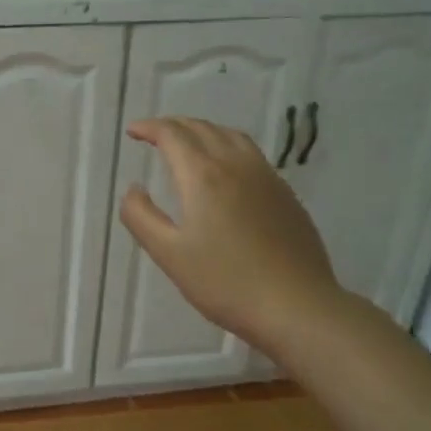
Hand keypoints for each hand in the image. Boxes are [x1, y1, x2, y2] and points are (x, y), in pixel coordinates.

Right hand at [119, 117, 344, 362]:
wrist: (297, 305)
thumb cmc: (225, 282)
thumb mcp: (169, 254)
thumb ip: (141, 217)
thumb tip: (133, 189)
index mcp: (203, 175)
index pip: (173, 135)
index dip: (150, 128)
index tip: (133, 131)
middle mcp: (235, 165)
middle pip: (202, 129)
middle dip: (174, 125)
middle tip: (154, 134)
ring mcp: (266, 177)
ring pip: (231, 136)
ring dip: (203, 131)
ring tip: (188, 142)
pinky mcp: (285, 194)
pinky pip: (251, 154)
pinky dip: (227, 146)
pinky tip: (225, 169)